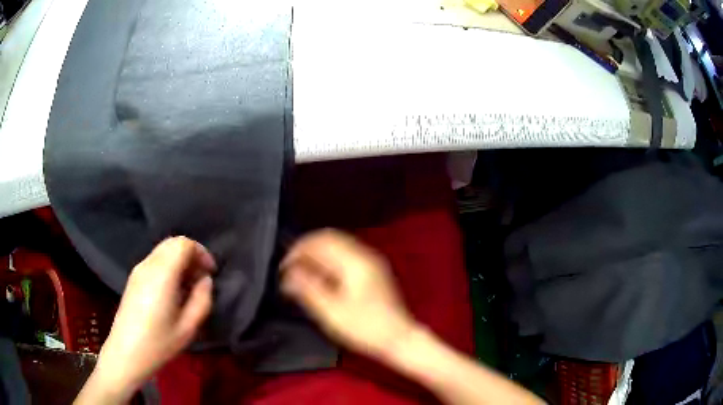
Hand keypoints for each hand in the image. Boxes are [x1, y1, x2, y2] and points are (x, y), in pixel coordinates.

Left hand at [91, 237, 215, 399]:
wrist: (127, 352)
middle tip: (201, 277)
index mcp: (162, 274)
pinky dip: (169, 266)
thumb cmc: (160, 342)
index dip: (201, 252)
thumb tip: (205, 280)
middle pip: (172, 243)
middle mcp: (148, 265)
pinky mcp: (133, 278)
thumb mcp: (189, 327)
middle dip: (191, 254)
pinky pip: (155, 260)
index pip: (183, 244)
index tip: (210, 272)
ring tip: (188, 285)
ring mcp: (138, 270)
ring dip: (179, 260)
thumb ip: (202, 299)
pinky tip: (173, 289)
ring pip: (163, 250)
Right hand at [280, 229, 415, 359]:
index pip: (320, 241)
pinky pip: (344, 255)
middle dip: (306, 250)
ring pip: (336, 246)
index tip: (284, 267)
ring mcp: (371, 262)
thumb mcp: (331, 312)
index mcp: (355, 262)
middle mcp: (365, 256)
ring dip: (316, 255)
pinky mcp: (372, 271)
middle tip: (290, 269)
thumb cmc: (368, 329)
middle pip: (328, 238)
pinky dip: (328, 261)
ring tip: (302, 274)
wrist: (398, 339)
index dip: (297, 250)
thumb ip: (308, 289)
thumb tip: (289, 274)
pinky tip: (321, 278)